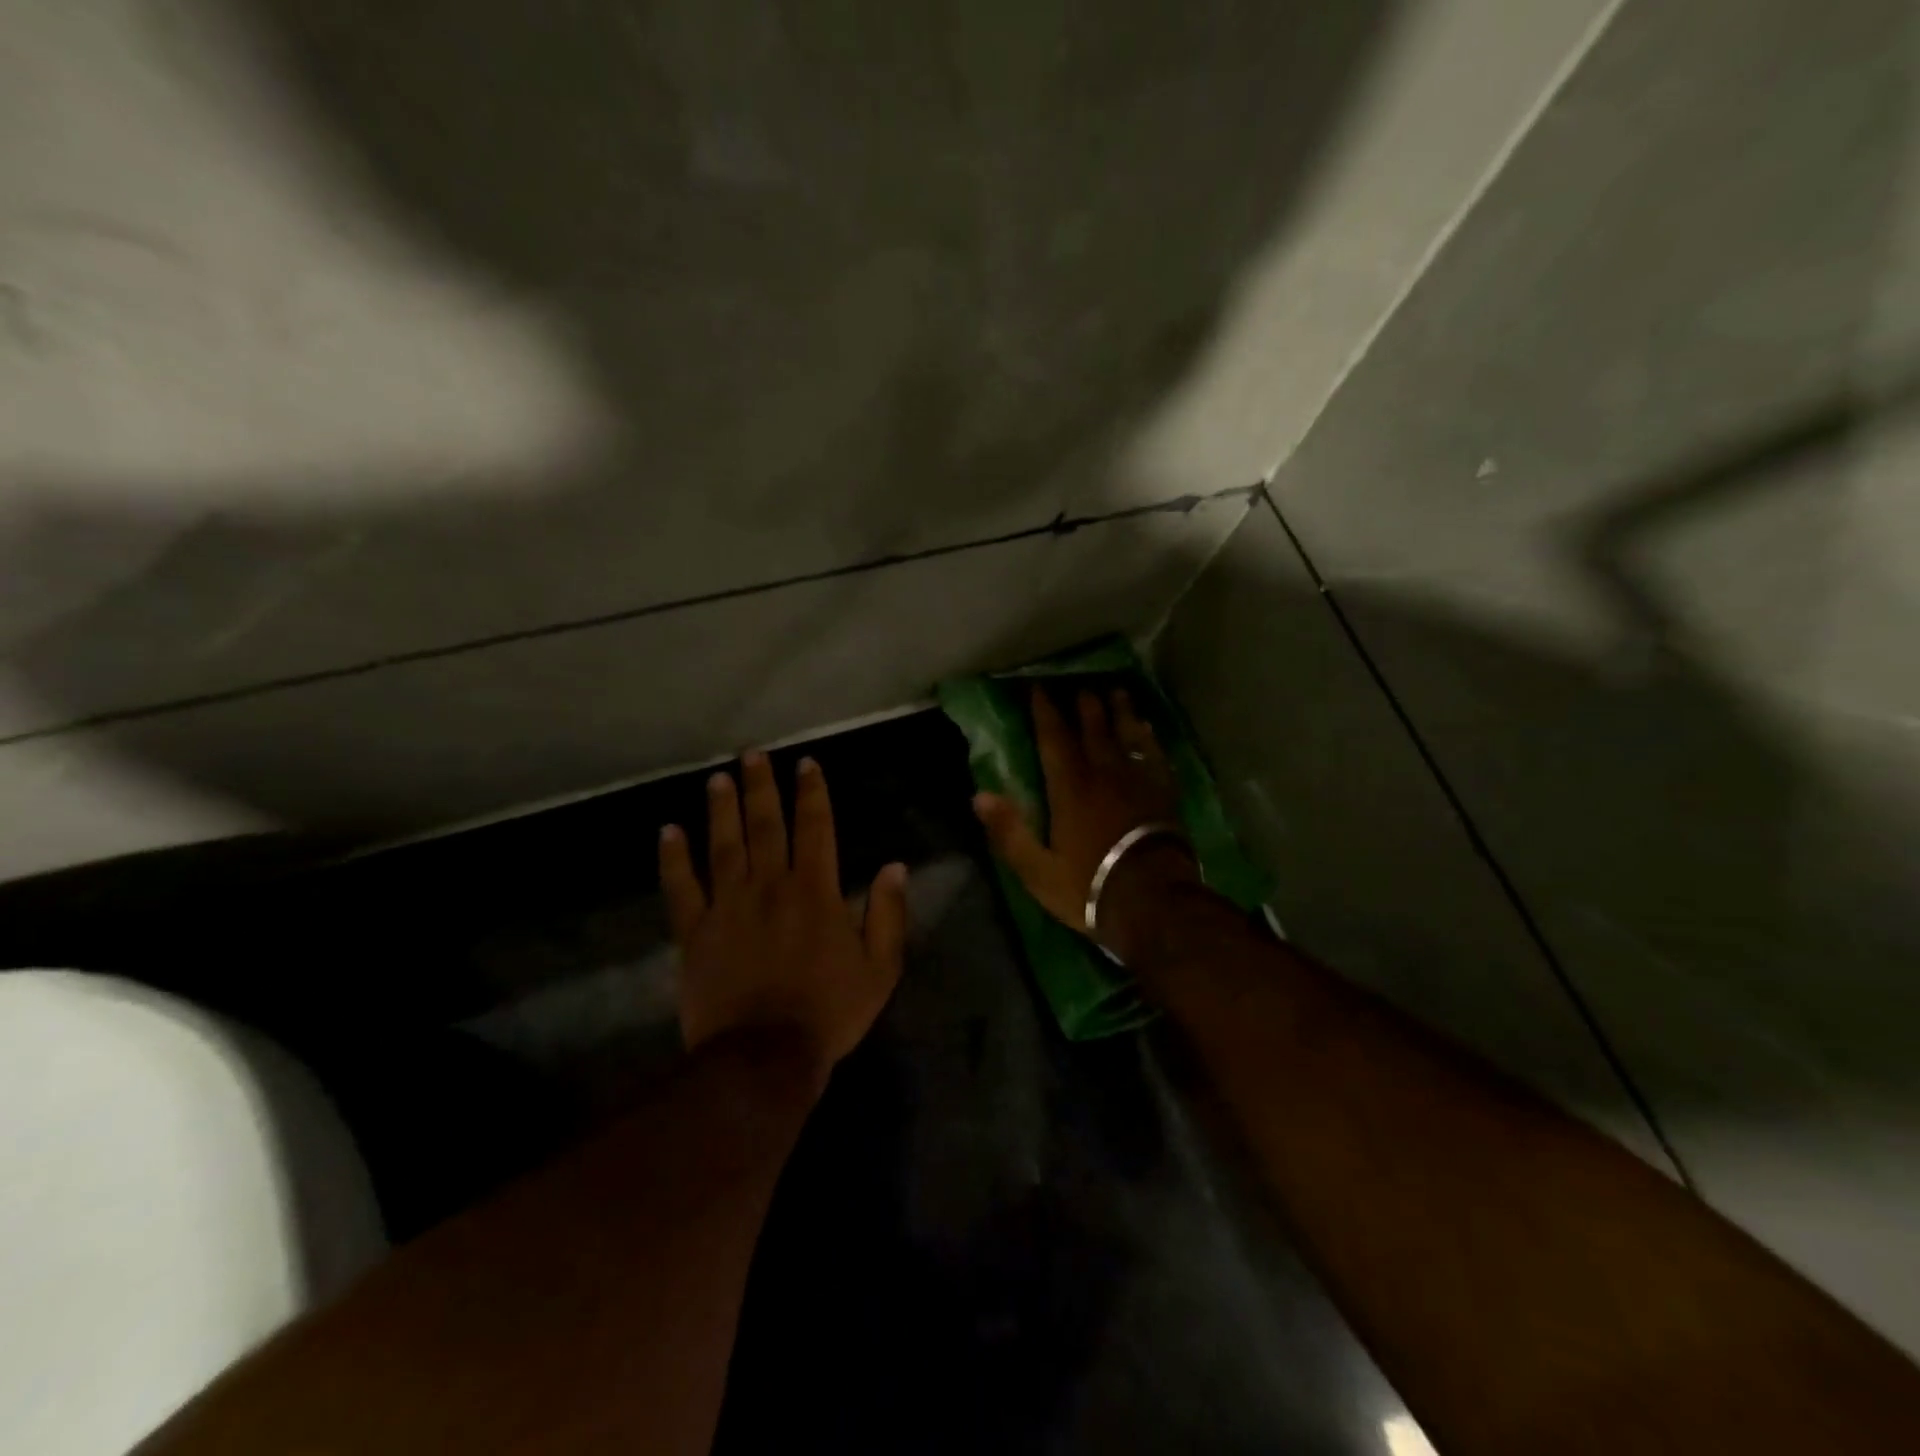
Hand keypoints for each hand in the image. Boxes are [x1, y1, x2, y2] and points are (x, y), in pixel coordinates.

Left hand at [660, 752, 907, 1086]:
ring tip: (718, 778)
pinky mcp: (695, 932)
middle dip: (761, 787)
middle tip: (752, 754)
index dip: (813, 793)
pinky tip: (668, 832)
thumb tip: (894, 866)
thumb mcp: (880, 969)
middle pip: (765, 825)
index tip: (807, 764)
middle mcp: (770, 887)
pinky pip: (681, 888)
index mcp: (816, 892)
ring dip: (721, 809)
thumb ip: (887, 914)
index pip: (815, 828)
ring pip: (724, 846)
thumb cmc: (829, 1013)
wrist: (763, 1059)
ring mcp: (728, 907)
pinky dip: (673, 859)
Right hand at [973, 685, 1201, 961]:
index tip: (1039, 690)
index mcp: (1070, 789)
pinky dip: (1149, 737)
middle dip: (1084, 705)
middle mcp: (1103, 774)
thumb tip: (979, 795)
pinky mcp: (1163, 792)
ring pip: (1126, 735)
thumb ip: (1009, 832)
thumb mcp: (1038, 870)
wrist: (1154, 901)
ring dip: (1120, 711)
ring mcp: (1137, 781)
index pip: (1054, 740)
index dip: (1045, 713)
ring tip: (1116, 692)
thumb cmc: (1090, 886)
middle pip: (1092, 729)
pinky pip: (1154, 754)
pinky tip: (1147, 728)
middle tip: (1079, 686)